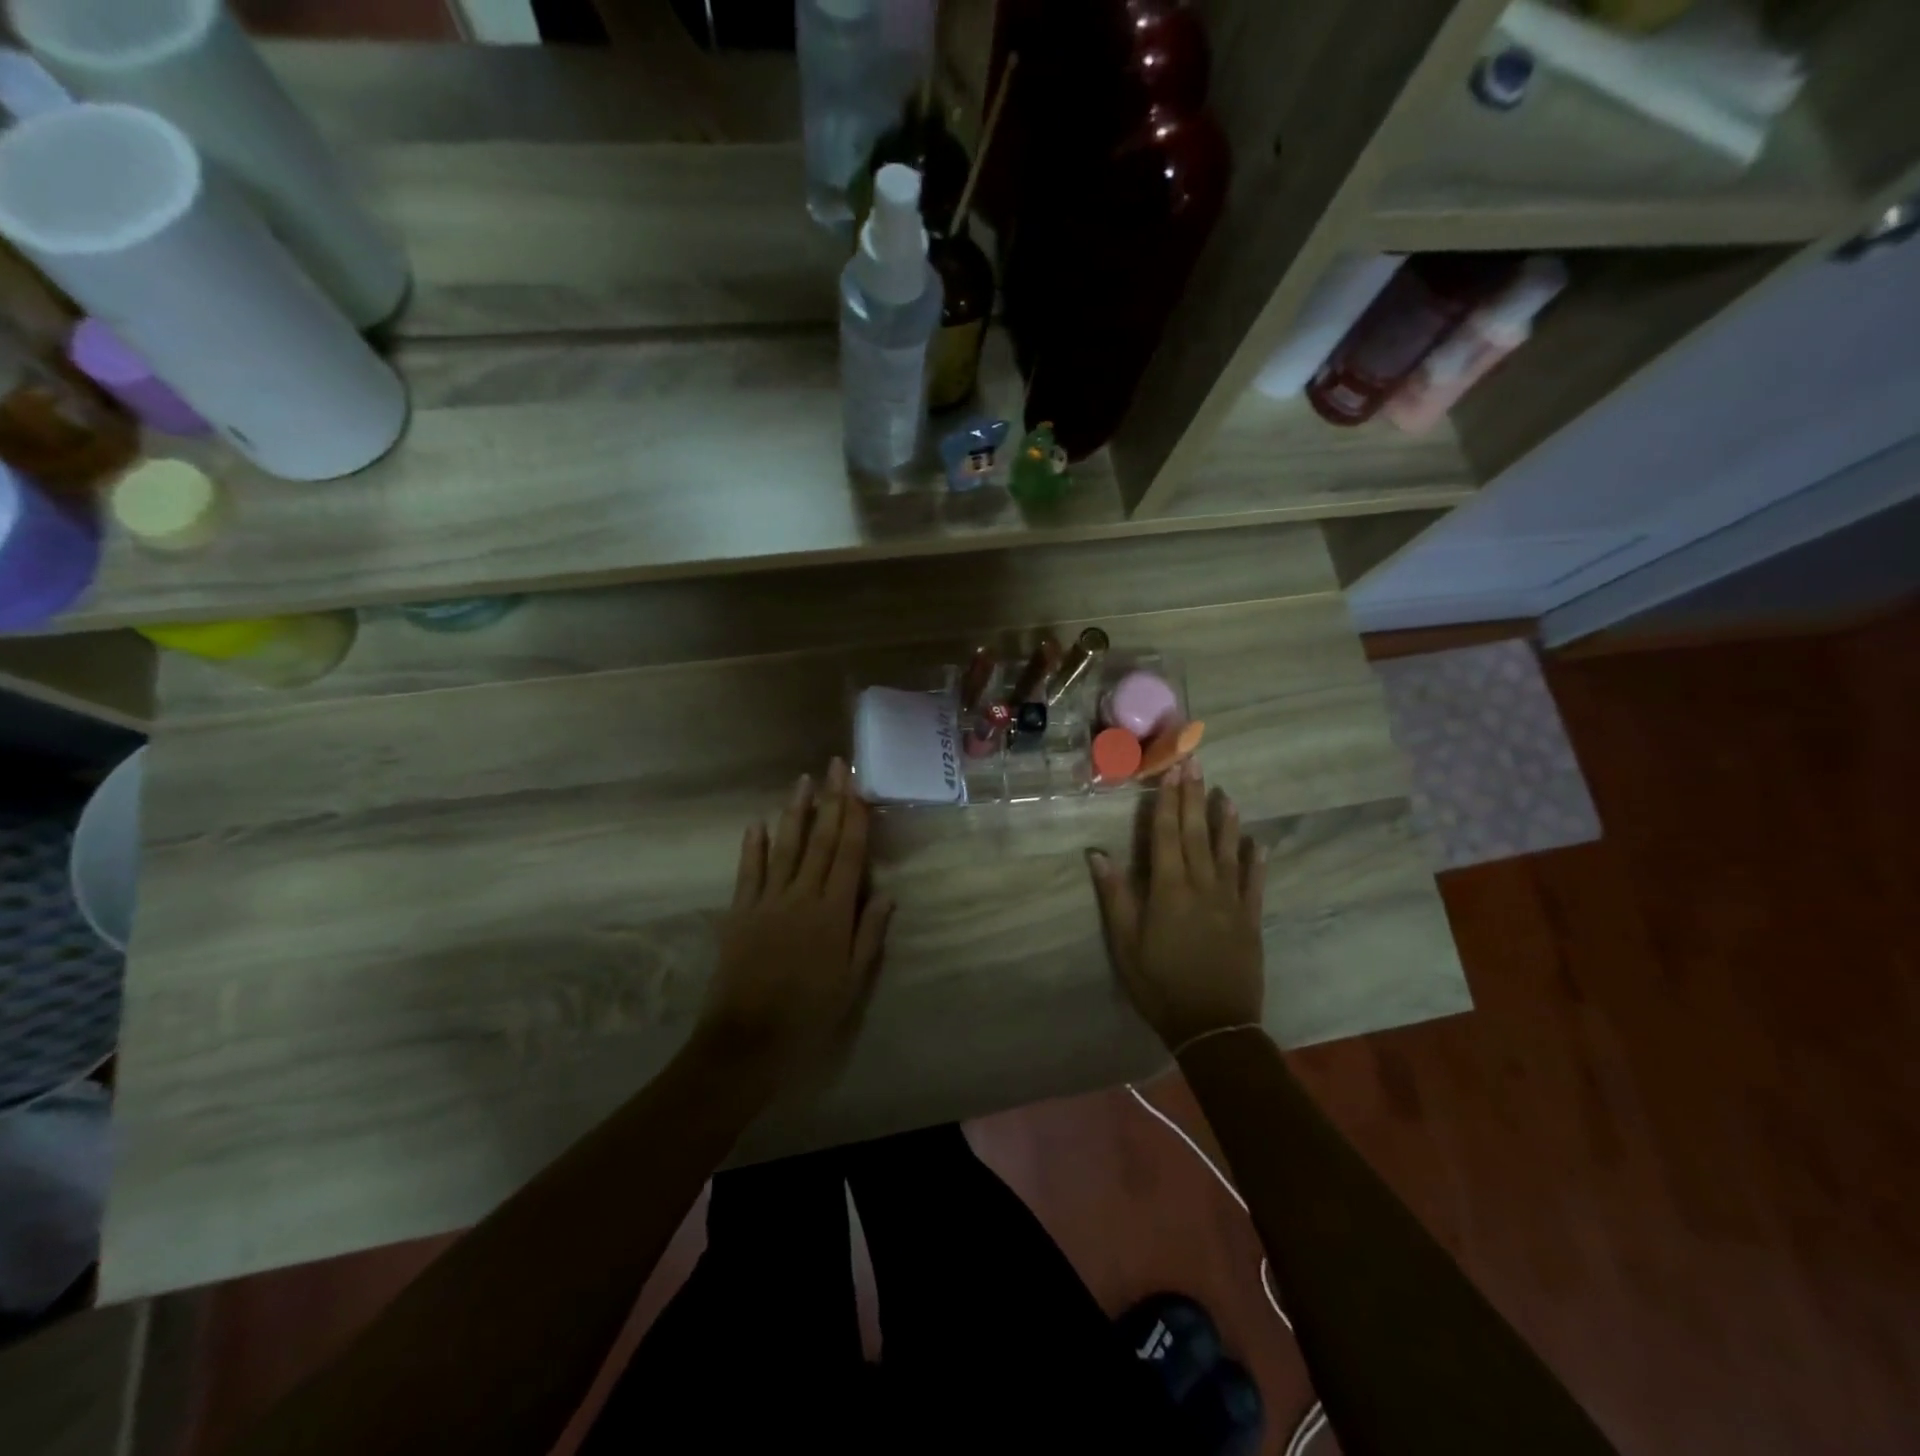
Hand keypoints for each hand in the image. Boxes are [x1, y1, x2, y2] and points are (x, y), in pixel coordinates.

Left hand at [694, 760, 893, 1091]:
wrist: (747, 1042)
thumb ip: (869, 935)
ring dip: (795, 812)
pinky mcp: (740, 913)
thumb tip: (888, 894)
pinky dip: (753, 846)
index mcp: (833, 913)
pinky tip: (757, 822)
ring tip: (803, 780)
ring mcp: (768, 901)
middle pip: (821, 840)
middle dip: (831, 801)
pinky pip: (748, 872)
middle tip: (835, 766)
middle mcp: (802, 896)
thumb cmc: (809, 1015)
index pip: (849, 855)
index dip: (855, 818)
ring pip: (785, 847)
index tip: (859, 787)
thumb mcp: (853, 983)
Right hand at [1088, 761, 1264, 1052]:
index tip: (1171, 770)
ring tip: (1226, 793)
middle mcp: (1202, 886)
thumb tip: (1097, 853)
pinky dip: (1256, 861)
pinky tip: (1258, 843)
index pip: (1166, 834)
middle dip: (1194, 796)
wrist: (1214, 1026)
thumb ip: (1115, 896)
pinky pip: (1255, 884)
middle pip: (1196, 833)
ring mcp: (1231, 902)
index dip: (1167, 800)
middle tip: (1196, 763)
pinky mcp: (1251, 920)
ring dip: (1226, 820)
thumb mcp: (1125, 945)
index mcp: (1169, 889)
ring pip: (1228, 851)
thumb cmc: (1160, 985)